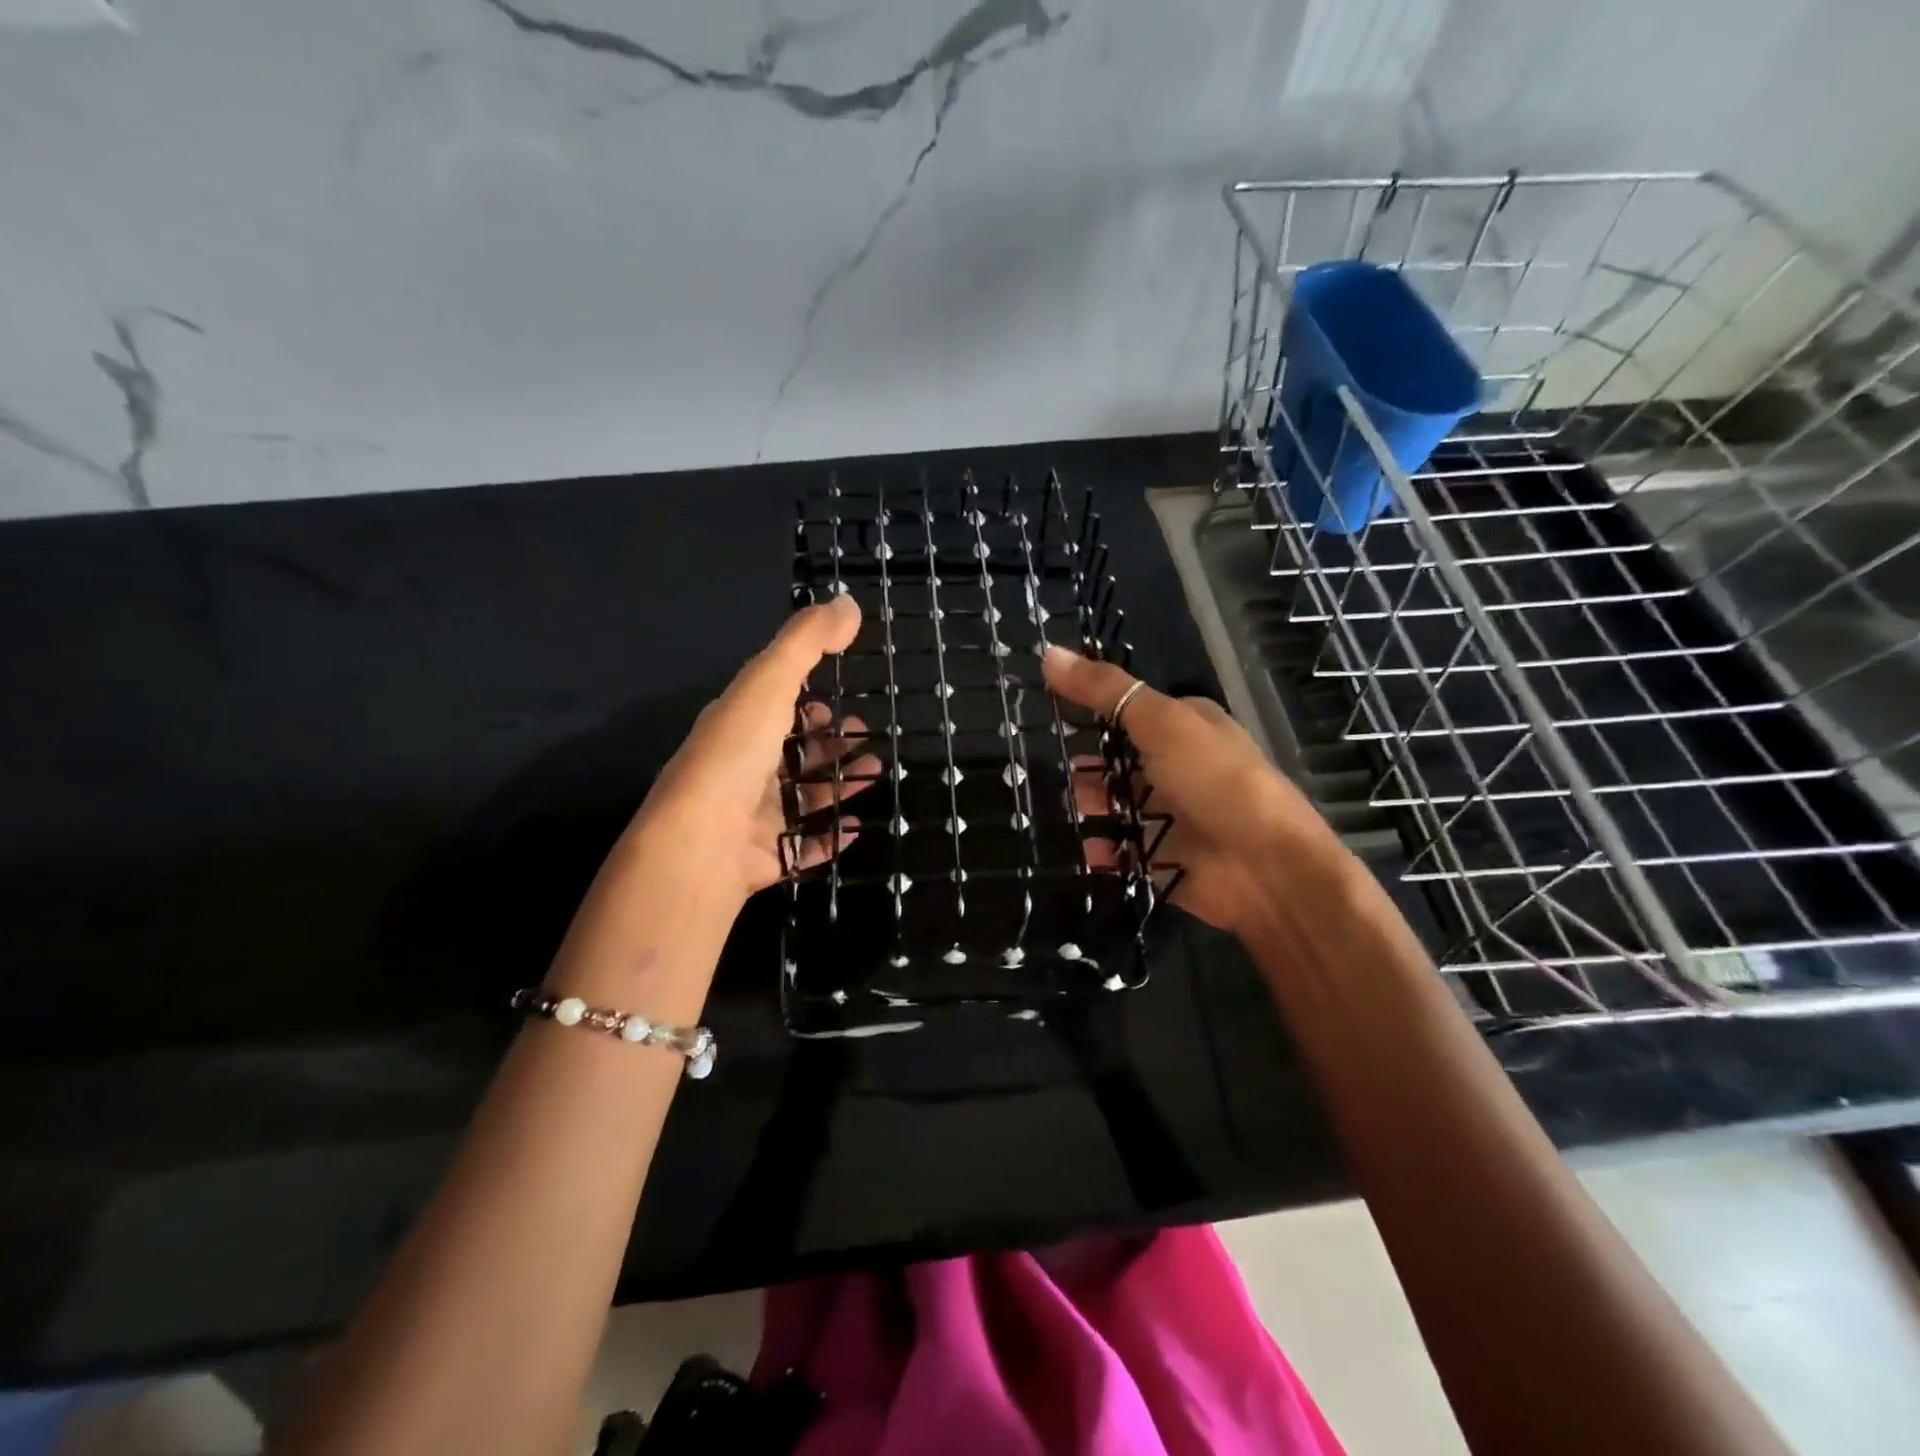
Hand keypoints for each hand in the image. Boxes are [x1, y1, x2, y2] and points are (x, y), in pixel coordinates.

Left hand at [621, 593, 879, 911]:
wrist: (700, 843)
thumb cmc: (736, 755)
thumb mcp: (770, 683)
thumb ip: (807, 641)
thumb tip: (849, 602)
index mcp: (736, 725)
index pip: (773, 707)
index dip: (805, 700)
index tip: (839, 699)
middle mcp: (741, 768)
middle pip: (791, 751)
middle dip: (829, 742)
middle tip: (866, 738)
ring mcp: (751, 815)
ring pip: (802, 796)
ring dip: (838, 783)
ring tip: (874, 774)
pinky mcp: (764, 856)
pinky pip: (803, 845)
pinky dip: (830, 836)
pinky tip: (856, 828)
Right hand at [1042, 644, 1348, 939]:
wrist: (1265, 869)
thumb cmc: (1214, 780)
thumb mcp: (1160, 721)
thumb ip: (1104, 691)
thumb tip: (1048, 653)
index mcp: (1186, 726)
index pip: (1130, 709)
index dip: (1092, 708)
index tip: (1049, 708)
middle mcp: (1179, 767)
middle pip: (1119, 760)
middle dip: (1087, 764)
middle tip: (1052, 767)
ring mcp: (1171, 814)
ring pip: (1116, 804)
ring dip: (1091, 805)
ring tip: (1068, 807)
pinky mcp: (1162, 857)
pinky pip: (1121, 849)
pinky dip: (1103, 849)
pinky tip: (1087, 848)